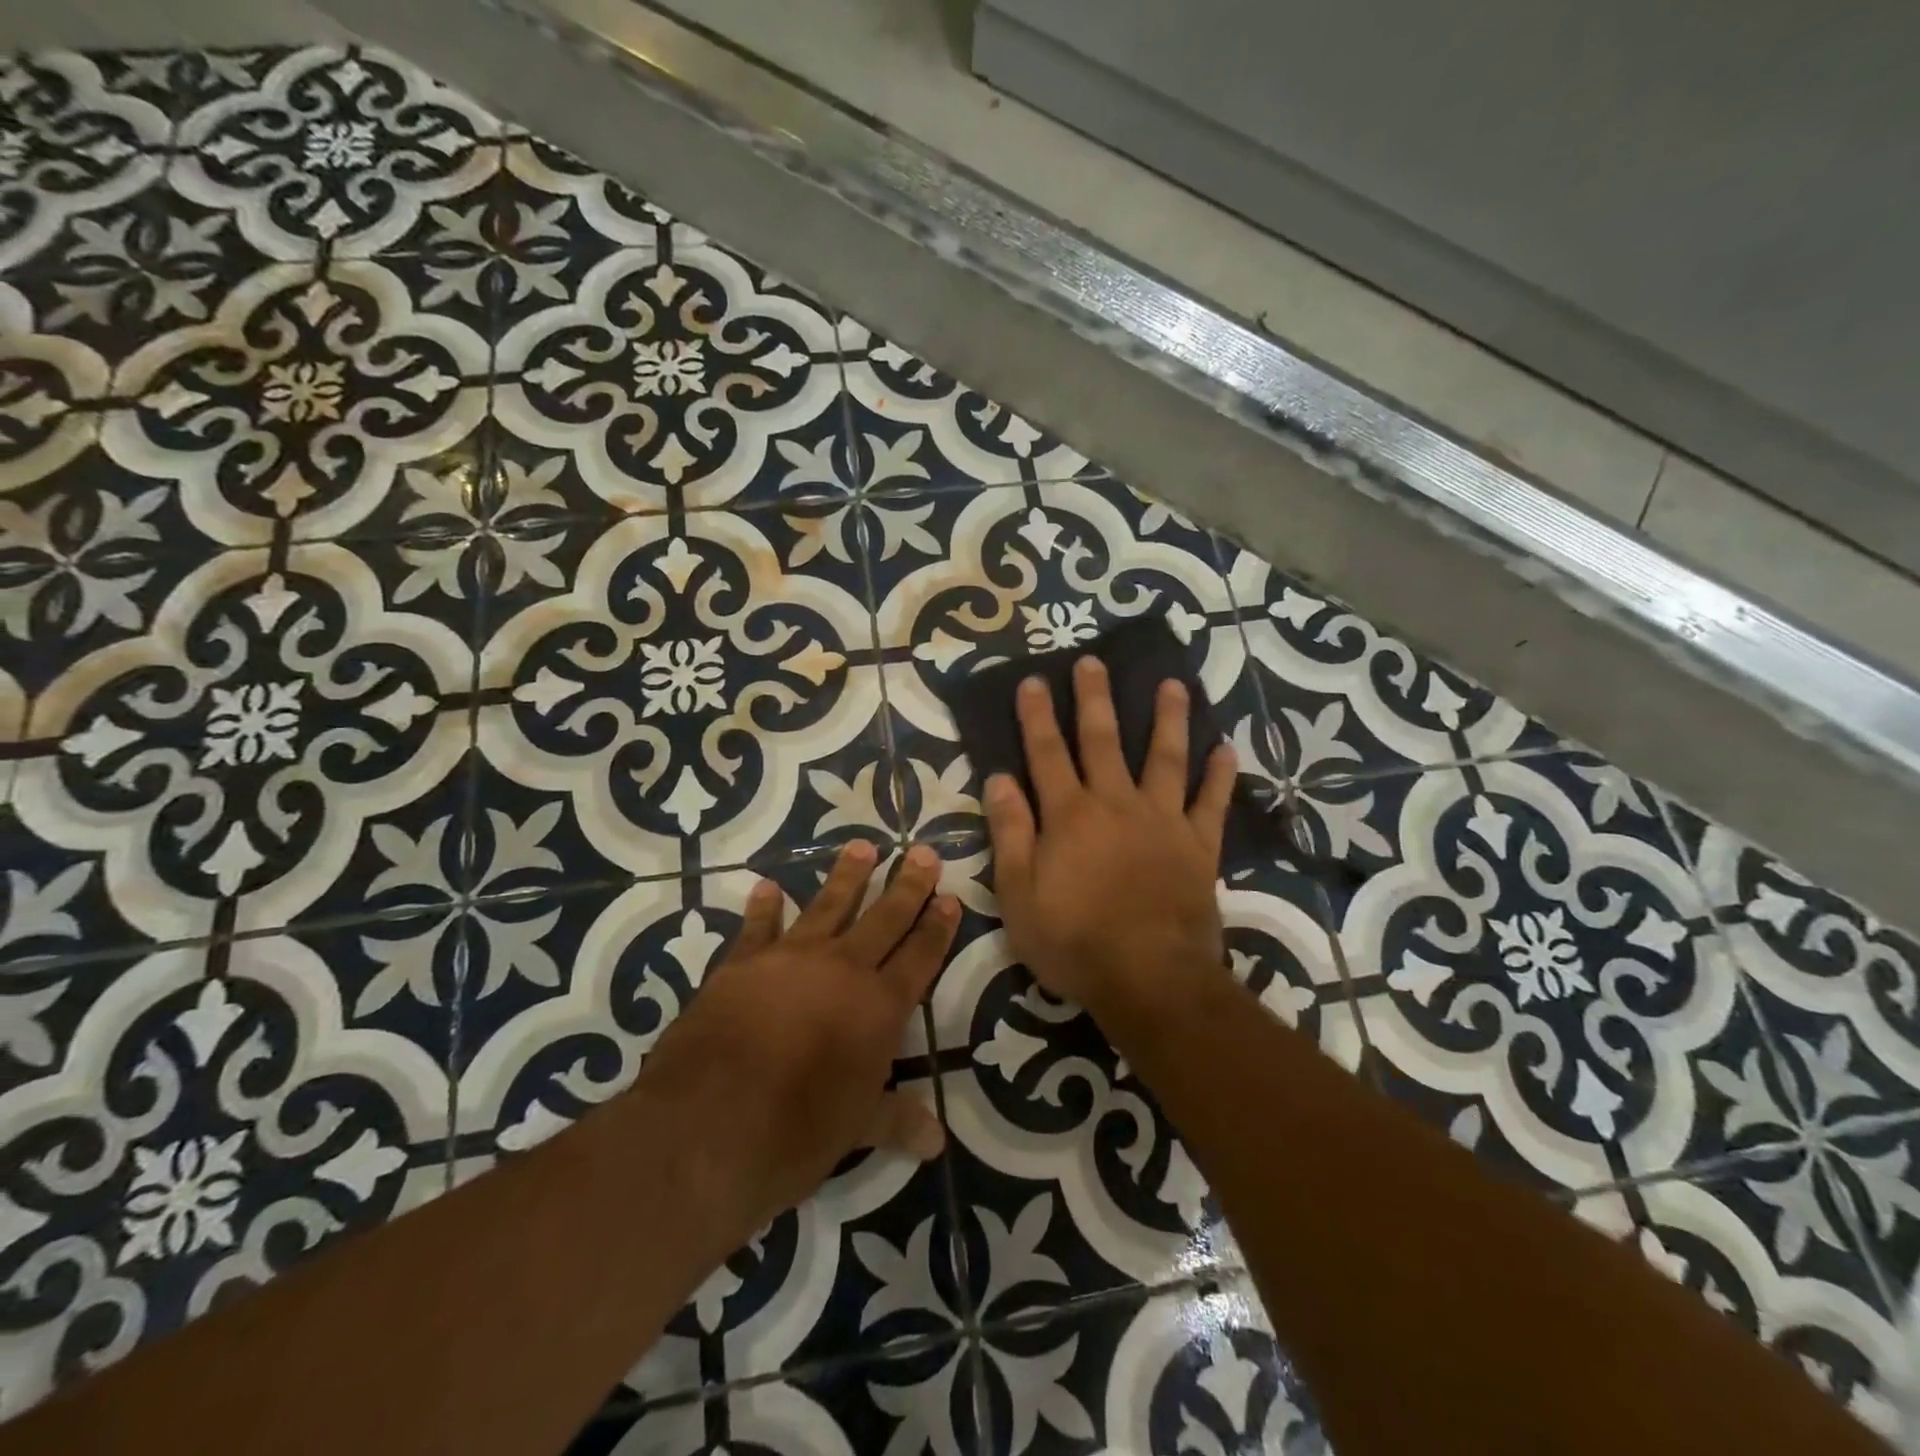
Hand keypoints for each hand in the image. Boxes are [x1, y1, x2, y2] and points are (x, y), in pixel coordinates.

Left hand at [637, 839, 958, 1231]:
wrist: (707, 1125)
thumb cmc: (795, 1133)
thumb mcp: (855, 1131)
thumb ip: (895, 1120)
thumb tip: (936, 1141)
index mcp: (878, 1008)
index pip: (919, 957)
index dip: (937, 928)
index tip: (950, 897)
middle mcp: (842, 970)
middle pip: (884, 918)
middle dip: (907, 885)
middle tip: (922, 852)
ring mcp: (790, 959)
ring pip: (828, 905)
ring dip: (848, 875)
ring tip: (863, 845)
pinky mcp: (742, 963)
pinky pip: (758, 926)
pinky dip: (764, 907)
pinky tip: (767, 887)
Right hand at [984, 656, 1236, 1028]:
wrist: (1149, 978)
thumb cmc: (1074, 940)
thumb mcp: (1020, 894)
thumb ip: (1010, 833)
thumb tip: (1000, 779)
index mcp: (1070, 815)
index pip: (1046, 753)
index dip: (1037, 716)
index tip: (1033, 680)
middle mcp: (1116, 804)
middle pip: (1103, 740)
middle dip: (1095, 698)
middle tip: (1092, 661)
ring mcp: (1163, 821)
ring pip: (1165, 758)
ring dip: (1168, 719)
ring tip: (1173, 684)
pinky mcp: (1198, 846)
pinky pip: (1211, 803)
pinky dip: (1219, 776)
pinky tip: (1226, 750)